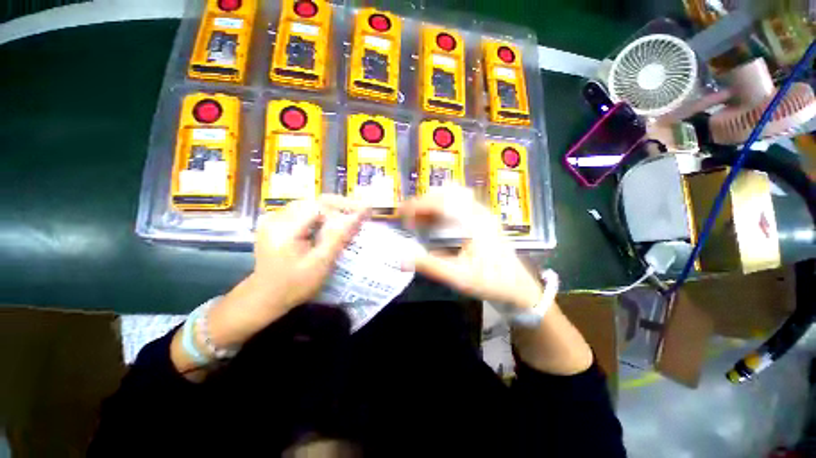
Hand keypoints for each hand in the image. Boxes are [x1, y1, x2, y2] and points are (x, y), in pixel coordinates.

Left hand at [207, 196, 368, 348]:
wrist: (265, 297)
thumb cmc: (295, 285)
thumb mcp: (321, 263)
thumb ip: (339, 237)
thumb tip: (360, 215)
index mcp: (284, 229)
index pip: (319, 206)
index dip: (343, 207)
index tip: (363, 213)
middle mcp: (276, 218)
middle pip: (314, 202)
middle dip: (338, 207)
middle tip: (358, 215)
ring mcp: (273, 219)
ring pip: (309, 205)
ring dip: (330, 211)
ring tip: (346, 220)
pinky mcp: (275, 224)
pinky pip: (301, 212)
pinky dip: (319, 216)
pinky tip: (327, 226)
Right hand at [400, 187, 542, 309]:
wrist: (518, 287)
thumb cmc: (490, 281)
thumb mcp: (458, 277)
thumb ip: (429, 266)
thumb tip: (401, 260)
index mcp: (474, 222)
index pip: (441, 202)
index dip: (418, 205)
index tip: (402, 214)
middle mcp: (479, 212)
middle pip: (446, 194)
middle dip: (423, 203)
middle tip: (410, 219)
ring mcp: (483, 213)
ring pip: (452, 197)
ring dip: (432, 205)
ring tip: (419, 220)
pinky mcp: (483, 219)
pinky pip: (458, 204)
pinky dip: (442, 209)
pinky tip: (435, 223)